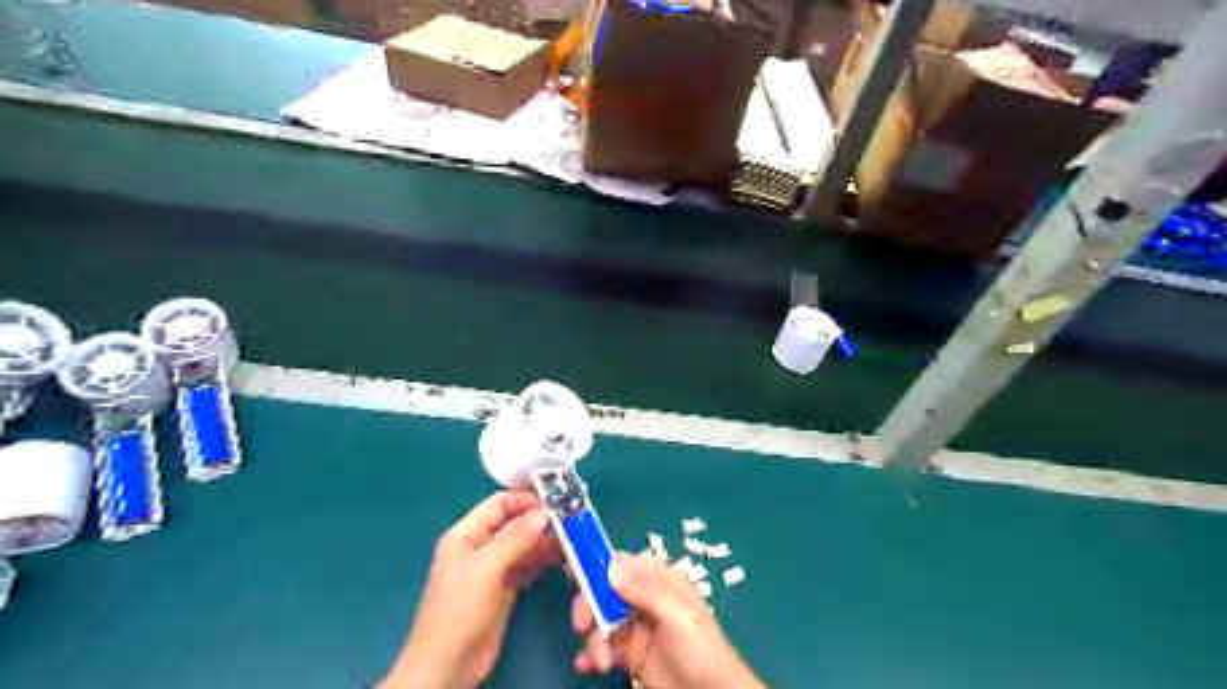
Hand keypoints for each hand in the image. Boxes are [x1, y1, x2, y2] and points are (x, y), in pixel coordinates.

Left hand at [381, 490, 558, 687]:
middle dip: (539, 520)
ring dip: (544, 540)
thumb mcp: (487, 568)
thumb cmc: (460, 610)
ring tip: (571, 539)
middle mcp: (479, 546)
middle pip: (513, 523)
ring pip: (522, 545)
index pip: (499, 504)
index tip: (557, 502)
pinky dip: (542, 560)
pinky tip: (561, 559)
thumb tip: (545, 513)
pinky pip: (526, 566)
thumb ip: (516, 537)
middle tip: (571, 521)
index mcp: (466, 534)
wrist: (448, 665)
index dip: (526, 500)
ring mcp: (491, 569)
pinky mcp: (503, 589)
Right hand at [570, 556, 763, 687]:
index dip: (597, 565)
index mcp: (660, 580)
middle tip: (581, 625)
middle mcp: (644, 598)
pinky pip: (603, 645)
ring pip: (600, 619)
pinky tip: (589, 665)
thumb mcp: (678, 616)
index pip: (623, 563)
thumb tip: (611, 565)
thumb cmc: (701, 650)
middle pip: (605, 590)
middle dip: (589, 605)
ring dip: (593, 636)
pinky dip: (592, 653)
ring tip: (599, 660)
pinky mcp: (629, 653)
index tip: (573, 573)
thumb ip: (646, 590)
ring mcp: (636, 626)